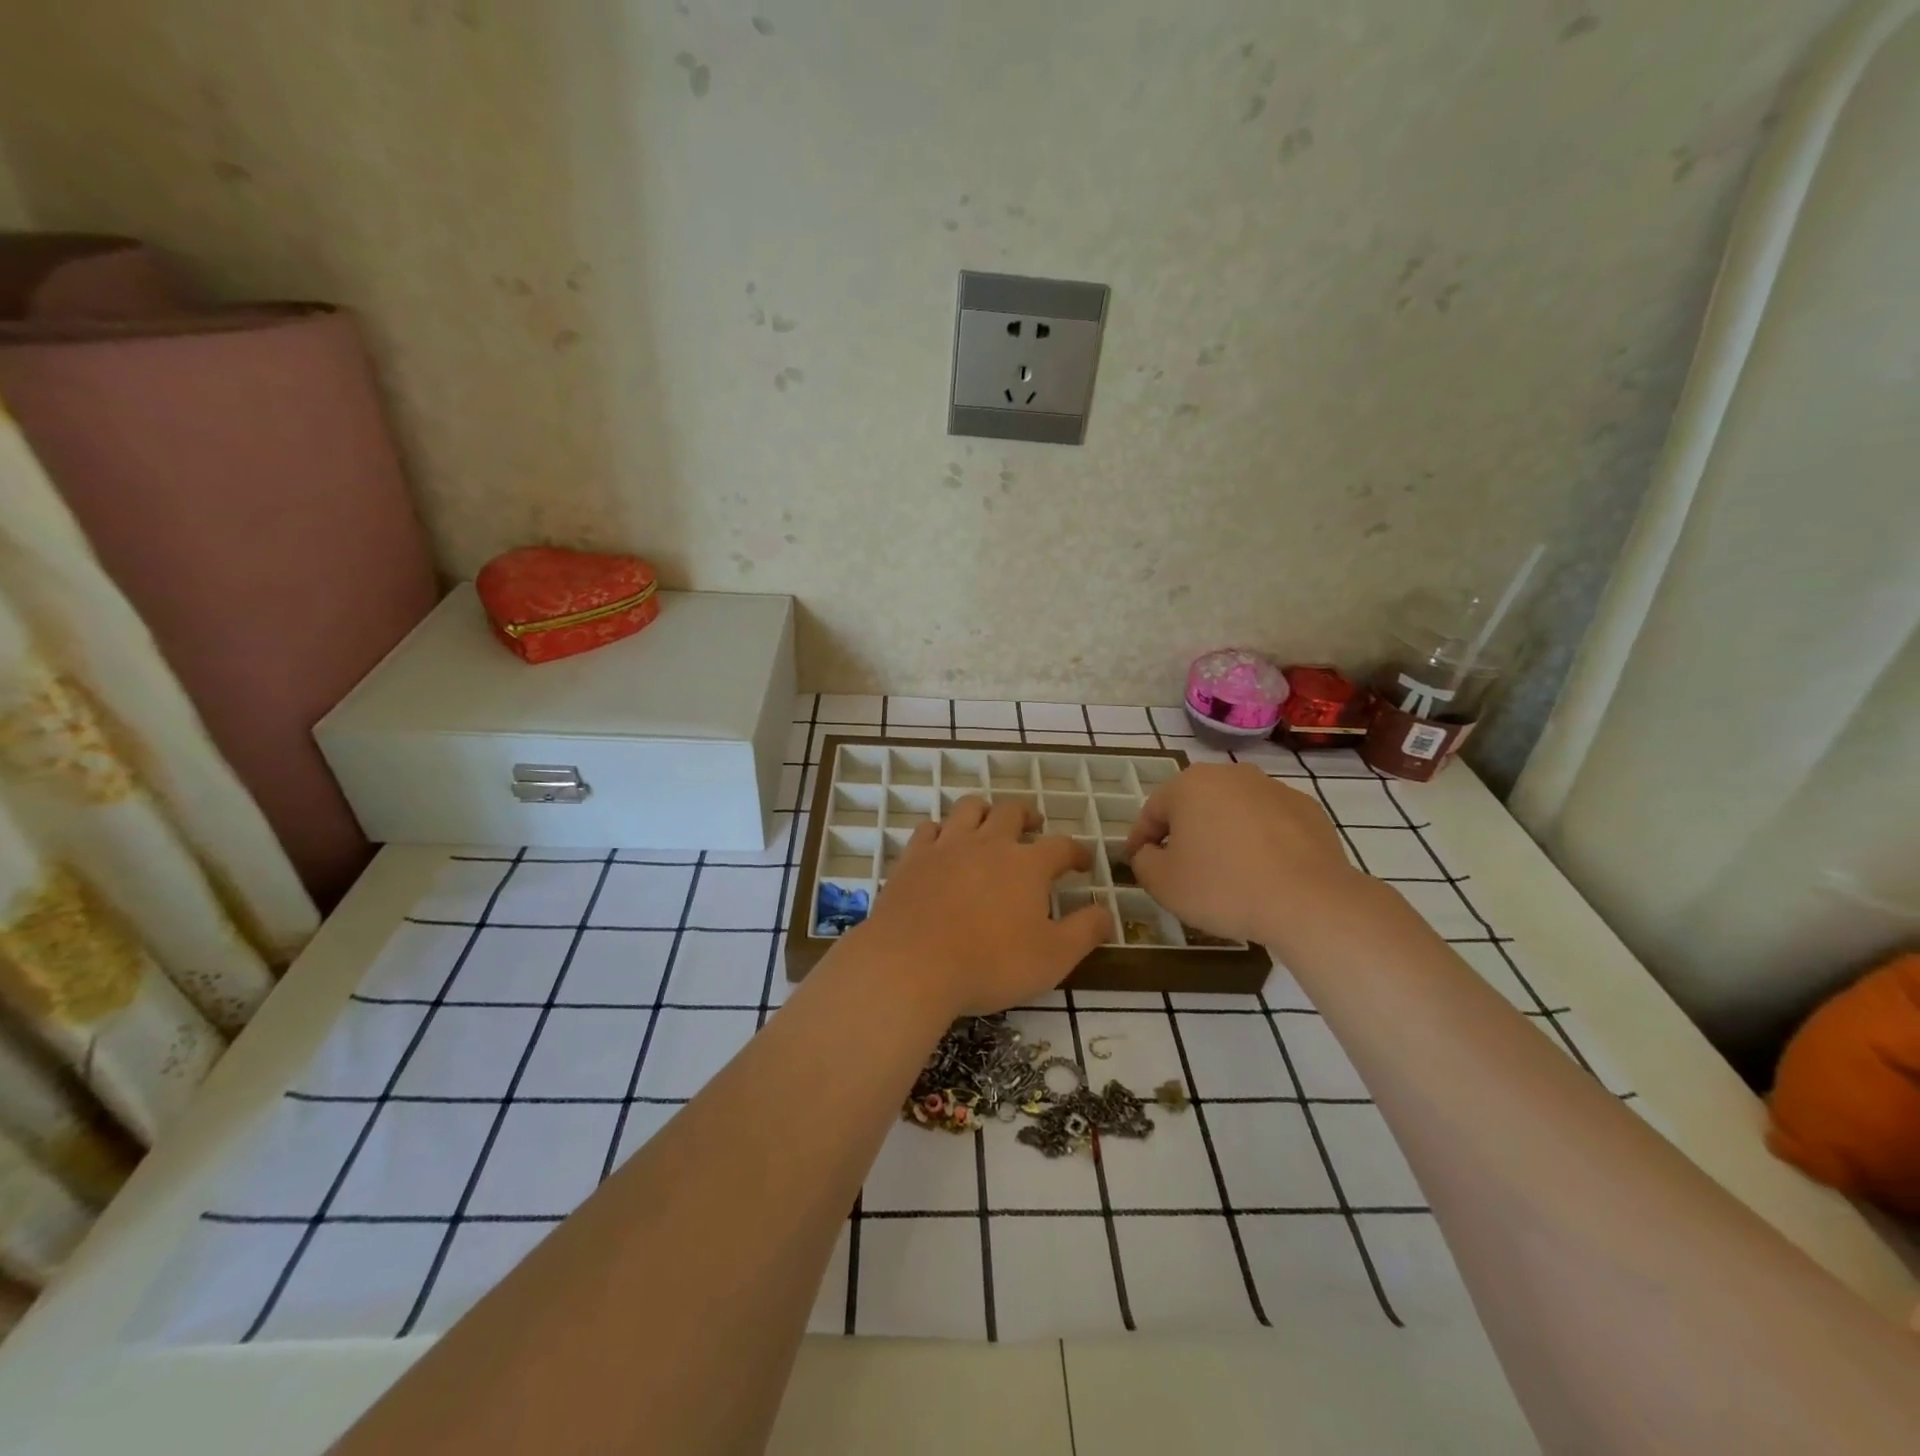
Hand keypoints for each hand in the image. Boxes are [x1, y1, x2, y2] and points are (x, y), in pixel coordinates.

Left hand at [856, 797, 1111, 1016]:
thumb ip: (1085, 931)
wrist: (912, 964)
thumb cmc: (990, 963)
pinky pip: (929, 829)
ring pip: (969, 808)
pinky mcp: (913, 858)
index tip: (1082, 863)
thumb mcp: (1053, 957)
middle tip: (1034, 827)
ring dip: (984, 811)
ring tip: (989, 823)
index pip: (1061, 846)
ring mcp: (947, 846)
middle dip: (1028, 816)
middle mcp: (988, 843)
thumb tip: (1107, 912)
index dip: (1076, 852)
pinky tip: (942, 843)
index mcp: (1027, 864)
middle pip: (1012, 812)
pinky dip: (941, 831)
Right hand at [1123, 763, 1364, 947]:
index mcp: (1190, 785)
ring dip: (1223, 834)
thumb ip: (1143, 861)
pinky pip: (1269, 823)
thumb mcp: (1163, 883)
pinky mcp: (1308, 809)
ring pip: (1233, 811)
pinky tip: (1263, 872)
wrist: (1309, 902)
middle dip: (1184, 833)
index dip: (1140, 839)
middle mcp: (1230, 774)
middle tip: (1181, 868)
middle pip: (1194, 805)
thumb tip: (1149, 852)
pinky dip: (1260, 841)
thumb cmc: (1223, 887)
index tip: (1138, 863)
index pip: (1152, 810)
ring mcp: (1273, 788)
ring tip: (1226, 872)